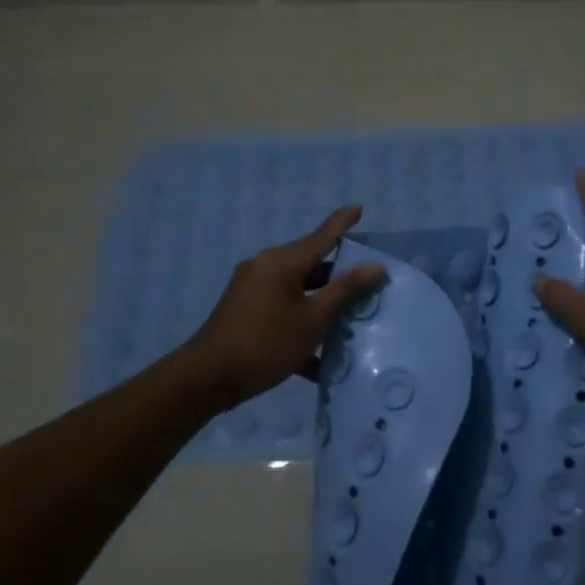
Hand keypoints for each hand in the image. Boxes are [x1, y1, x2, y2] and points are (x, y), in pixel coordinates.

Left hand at [178, 206, 386, 411]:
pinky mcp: (245, 312)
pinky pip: (283, 309)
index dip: (341, 223)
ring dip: (323, 304)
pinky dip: (302, 323)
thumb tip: (375, 267)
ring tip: (351, 319)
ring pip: (298, 290)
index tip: (358, 207)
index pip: (321, 237)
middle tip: (369, 281)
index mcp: (281, 262)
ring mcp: (251, 290)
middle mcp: (264, 268)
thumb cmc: (267, 343)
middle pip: (310, 265)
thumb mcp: (313, 318)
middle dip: (339, 275)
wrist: (210, 377)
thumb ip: (345, 290)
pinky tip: (321, 355)